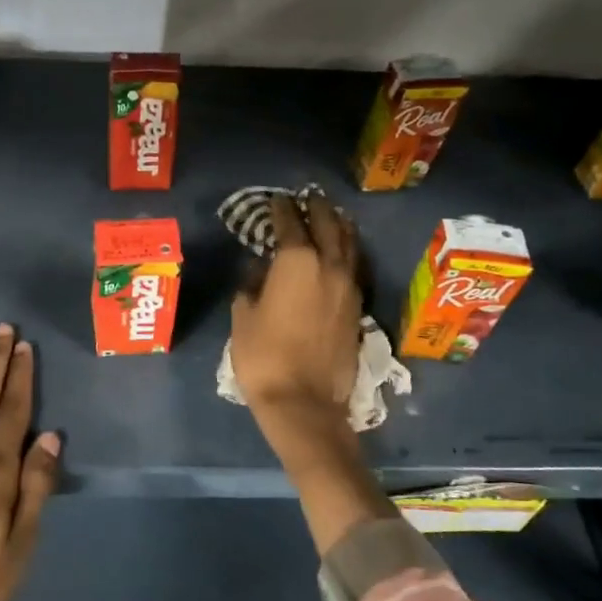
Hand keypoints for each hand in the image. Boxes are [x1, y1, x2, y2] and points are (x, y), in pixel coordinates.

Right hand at [229, 193, 361, 419]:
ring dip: (338, 225)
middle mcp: (328, 266)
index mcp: (297, 261)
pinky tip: (341, 251)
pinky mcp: (358, 307)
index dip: (281, 209)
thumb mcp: (243, 315)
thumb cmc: (263, 356)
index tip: (275, 200)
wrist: (304, 402)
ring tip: (331, 216)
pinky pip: (354, 266)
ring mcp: (348, 286)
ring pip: (349, 243)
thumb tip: (259, 267)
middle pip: (327, 225)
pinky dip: (347, 250)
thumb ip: (251, 283)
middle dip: (316, 208)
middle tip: (306, 198)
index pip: (290, 223)